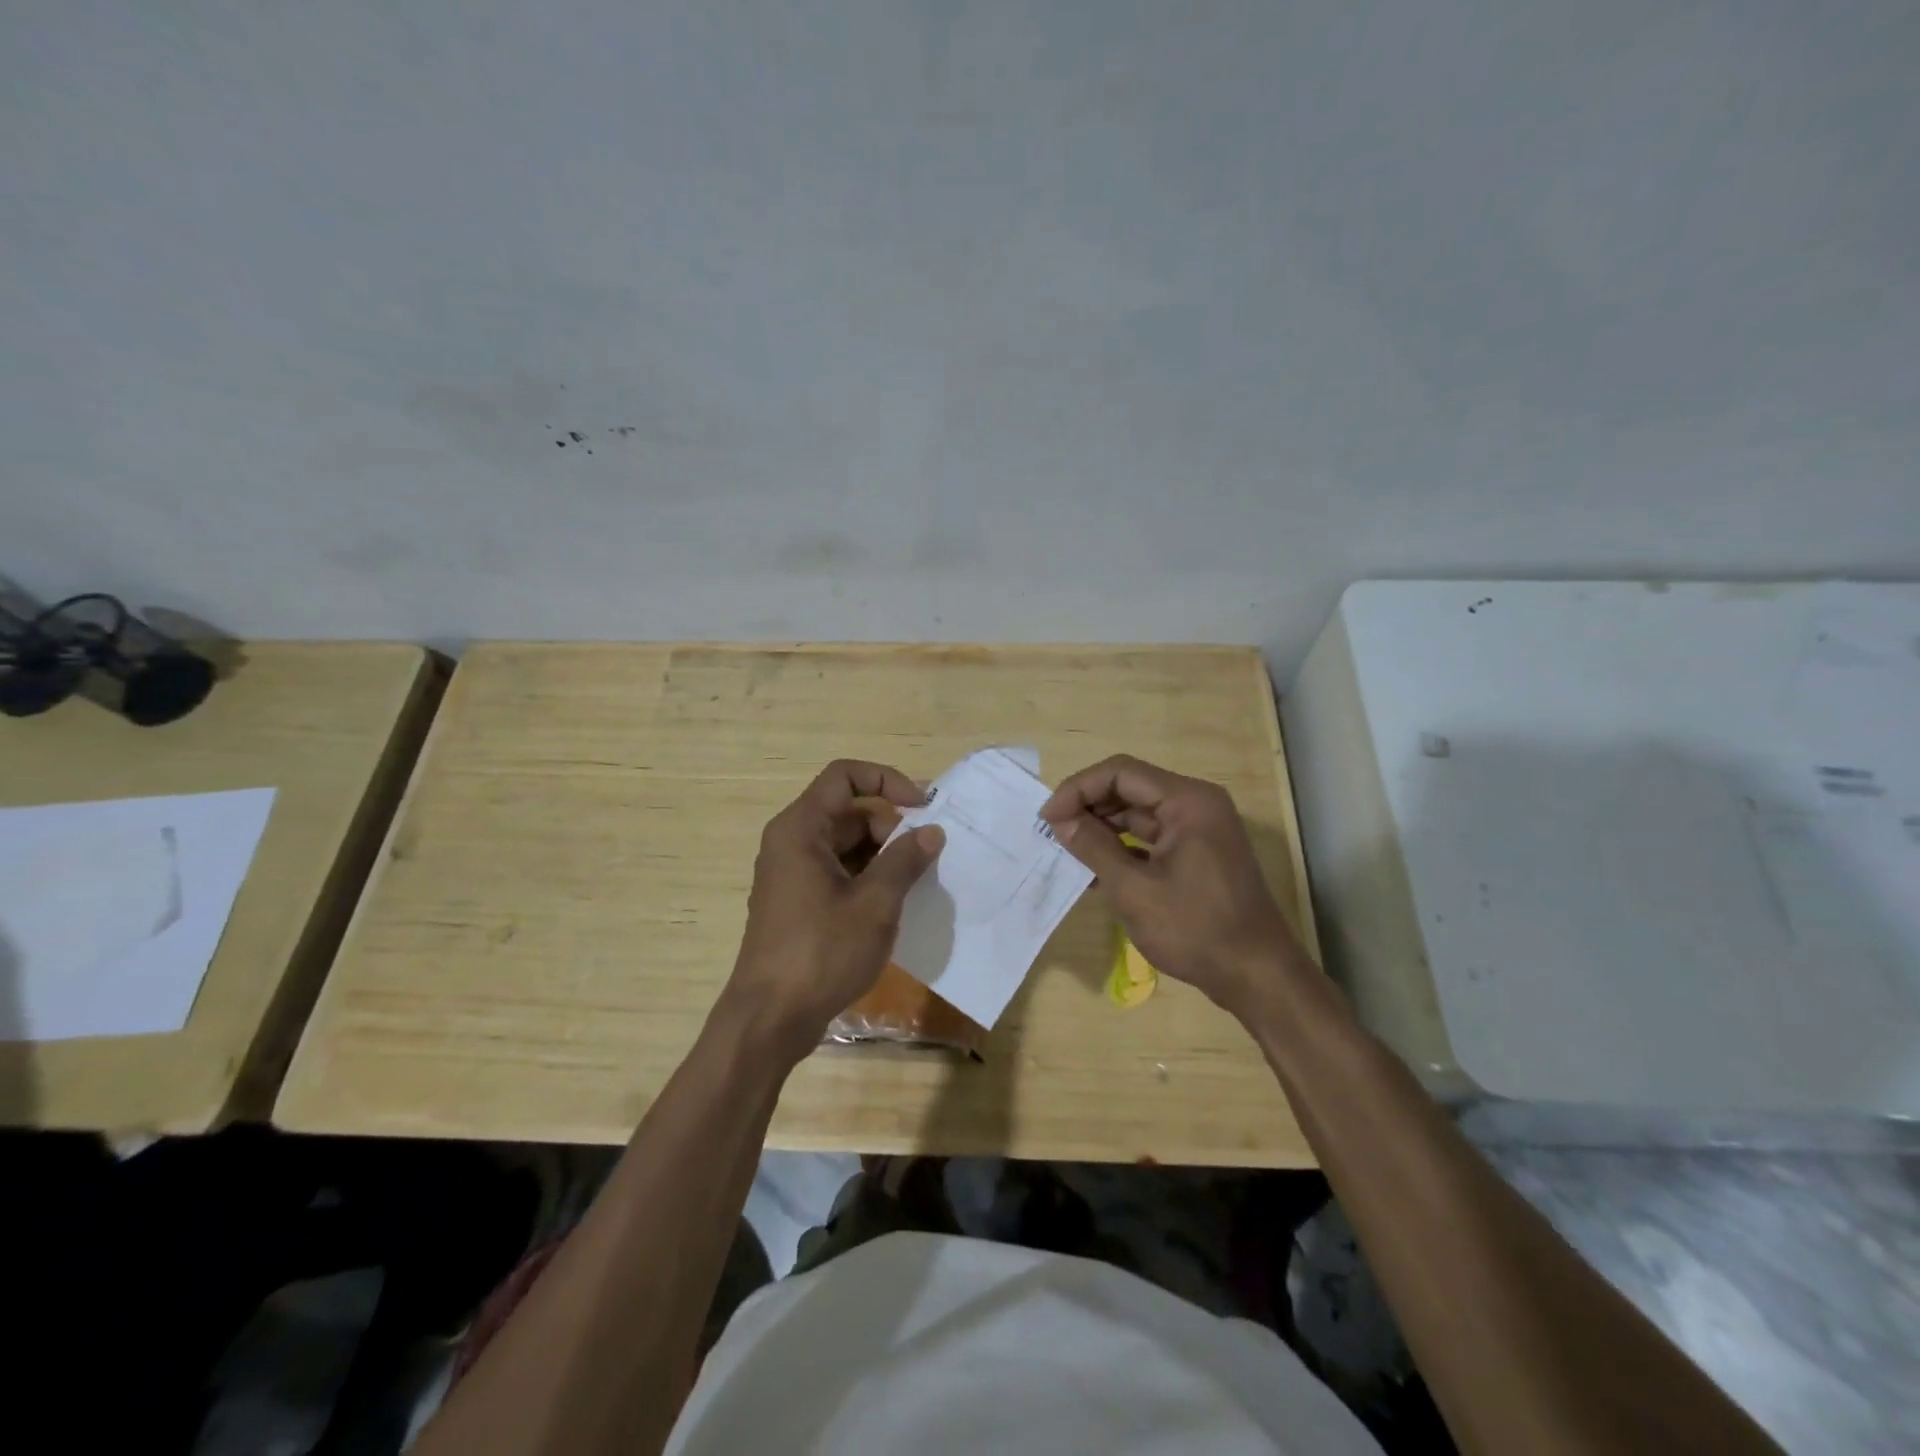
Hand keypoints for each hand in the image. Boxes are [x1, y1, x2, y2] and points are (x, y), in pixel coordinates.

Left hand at [724, 759, 944, 1057]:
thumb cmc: (821, 952)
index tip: (923, 807)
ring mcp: (792, 872)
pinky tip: (894, 903)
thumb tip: (931, 831)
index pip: (845, 776)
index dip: (887, 780)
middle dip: (891, 825)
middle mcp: (792, 841)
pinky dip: (868, 876)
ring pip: (846, 843)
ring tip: (916, 881)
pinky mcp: (798, 901)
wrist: (770, 1019)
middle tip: (924, 856)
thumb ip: (905, 860)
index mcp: (801, 828)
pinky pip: (838, 870)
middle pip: (848, 810)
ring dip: (883, 854)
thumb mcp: (874, 904)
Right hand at [1041, 754, 1301, 1016]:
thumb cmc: (1195, 930)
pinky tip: (1093, 870)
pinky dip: (1121, 848)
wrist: (1256, 976)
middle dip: (1088, 807)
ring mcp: (1198, 829)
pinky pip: (1150, 837)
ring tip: (1066, 851)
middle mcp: (1195, 804)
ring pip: (1137, 813)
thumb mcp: (1134, 889)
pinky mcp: (1196, 852)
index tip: (1048, 819)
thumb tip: (1060, 820)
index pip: (1120, 772)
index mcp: (1188, 801)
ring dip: (1101, 829)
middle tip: (1053, 833)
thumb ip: (1094, 847)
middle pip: (1129, 788)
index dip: (1078, 789)